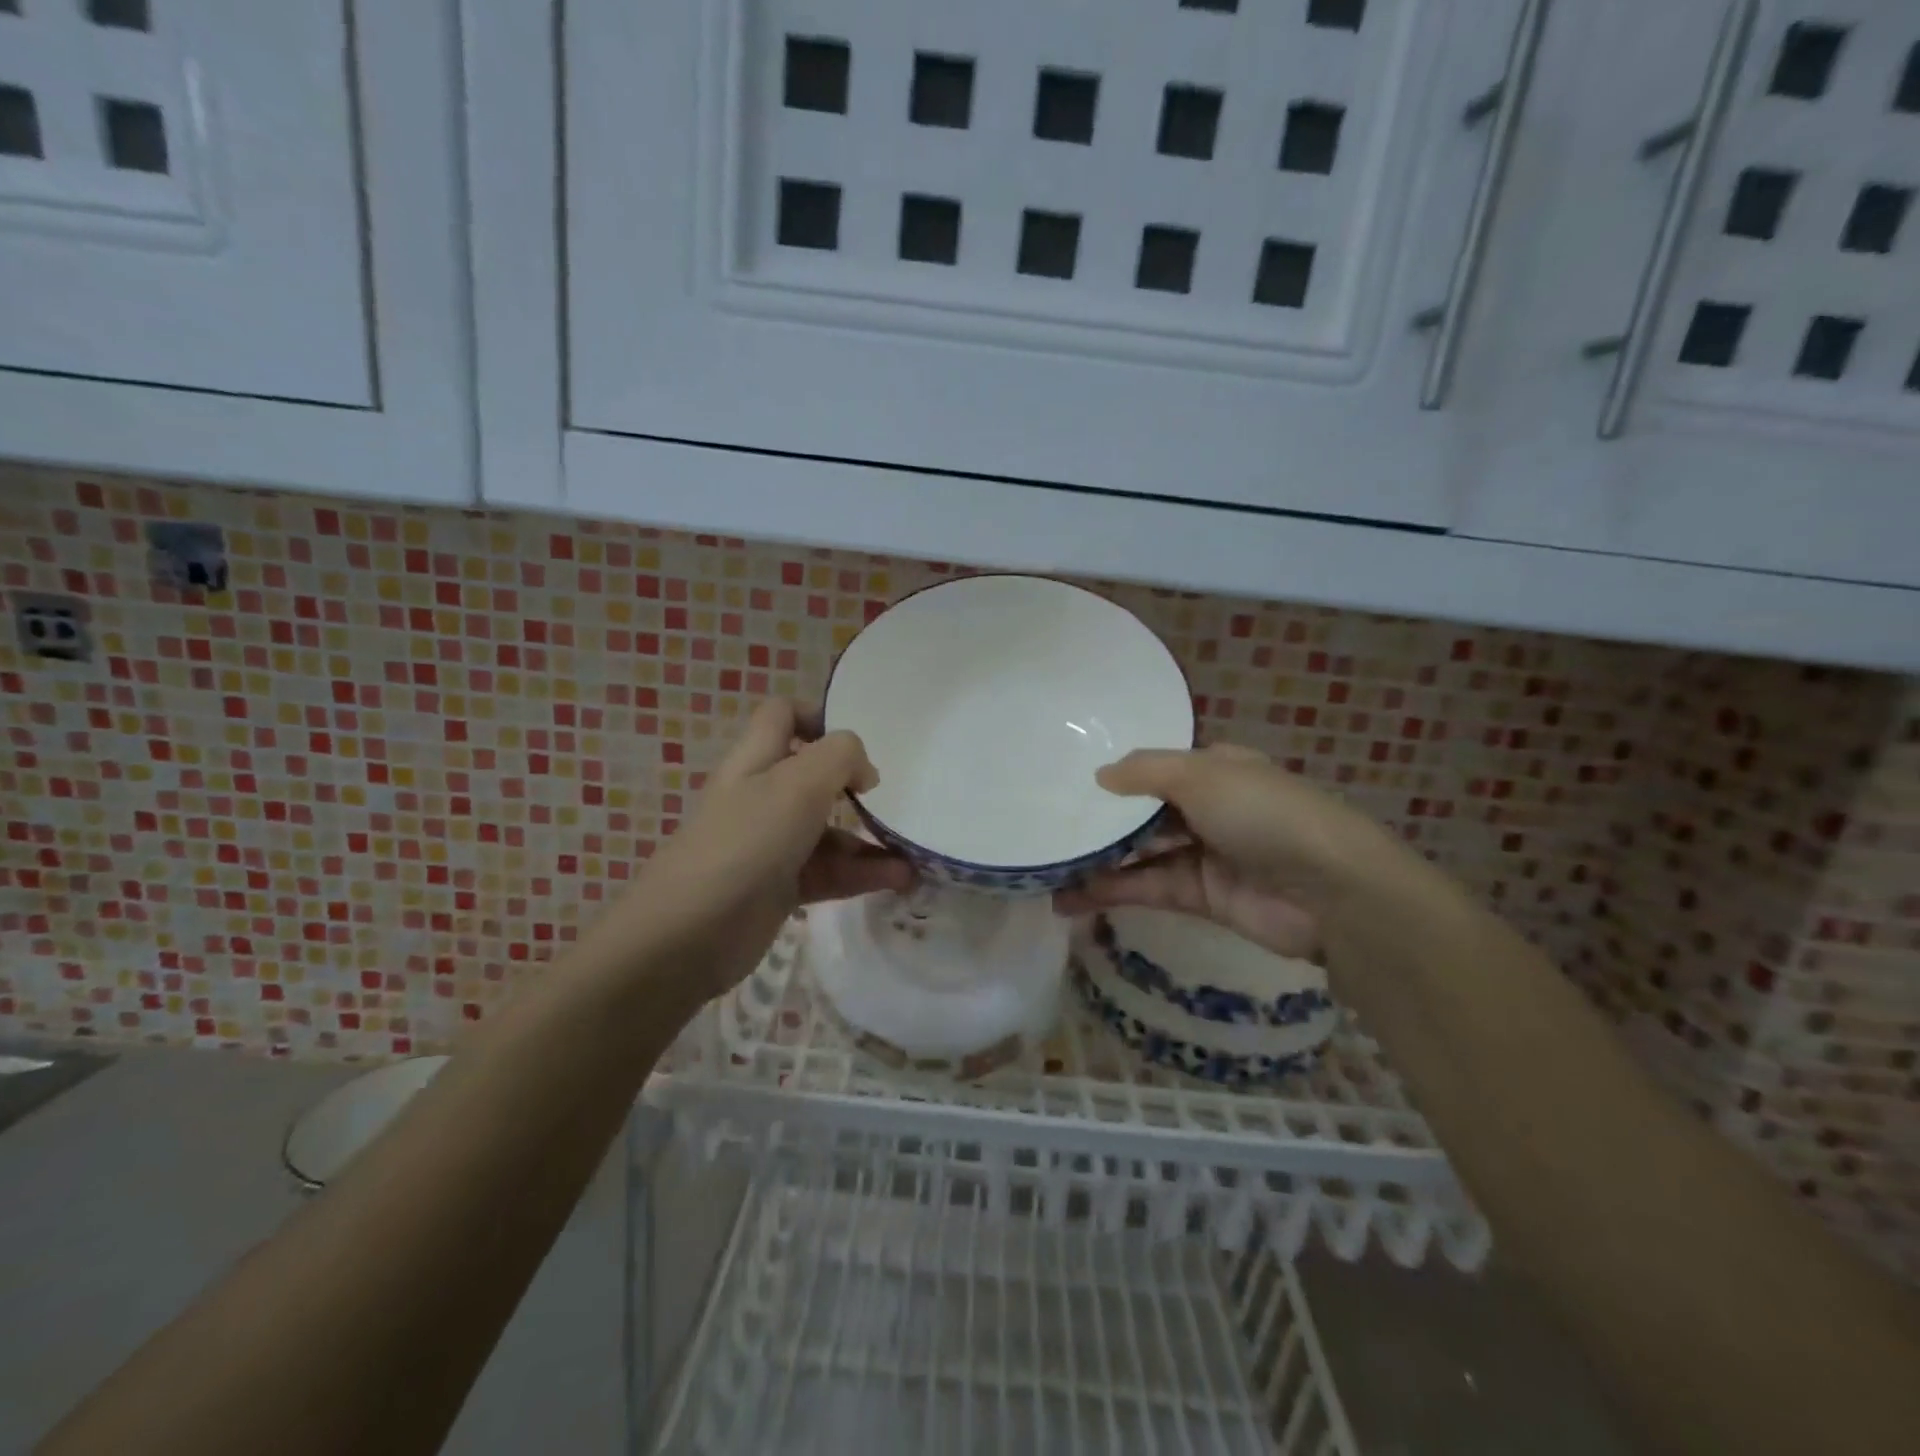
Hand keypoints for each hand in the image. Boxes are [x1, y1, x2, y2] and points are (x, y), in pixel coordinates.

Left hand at [608, 700, 913, 1000]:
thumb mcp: (799, 783)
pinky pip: (830, 872)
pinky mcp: (782, 887)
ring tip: (912, 854)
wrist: (691, 934)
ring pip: (828, 831)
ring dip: (870, 839)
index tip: (858, 742)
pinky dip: (863, 873)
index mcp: (756, 760)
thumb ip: (840, 757)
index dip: (818, 716)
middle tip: (892, 798)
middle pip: (813, 776)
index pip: (781, 716)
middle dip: (855, 785)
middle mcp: (762, 796)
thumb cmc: (747, 841)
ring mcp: (771, 844)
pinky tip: (900, 880)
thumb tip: (864, 772)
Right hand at [1052, 743, 1412, 959]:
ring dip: (1097, 862)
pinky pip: (1148, 888)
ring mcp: (1204, 853)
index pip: (1156, 768)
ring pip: (1140, 853)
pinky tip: (1070, 898)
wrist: (1329, 892)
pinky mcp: (1201, 897)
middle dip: (1100, 822)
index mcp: (1215, 769)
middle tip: (1046, 828)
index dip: (1116, 776)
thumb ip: (1145, 772)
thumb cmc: (1263, 813)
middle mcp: (1208, 808)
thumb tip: (1099, 776)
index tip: (1067, 781)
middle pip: (1144, 813)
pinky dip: (1112, 892)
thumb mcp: (1202, 775)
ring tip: (1046, 869)